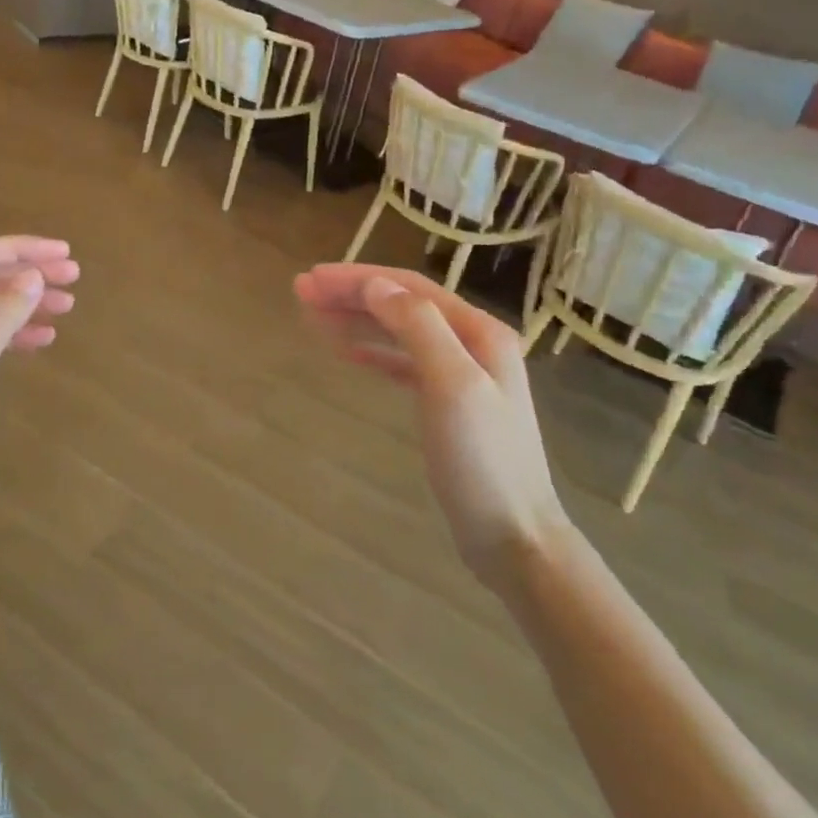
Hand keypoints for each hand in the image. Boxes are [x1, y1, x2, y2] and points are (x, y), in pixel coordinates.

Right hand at [294, 263, 568, 586]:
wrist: (515, 538)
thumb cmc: (482, 461)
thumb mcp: (453, 386)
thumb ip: (418, 328)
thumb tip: (375, 286)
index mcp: (479, 331)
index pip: (408, 288)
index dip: (357, 279)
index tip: (311, 279)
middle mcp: (473, 343)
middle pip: (402, 304)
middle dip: (352, 294)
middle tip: (302, 293)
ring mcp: (462, 374)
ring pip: (400, 331)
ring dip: (357, 319)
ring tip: (314, 316)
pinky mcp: (449, 404)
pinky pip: (403, 362)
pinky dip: (374, 351)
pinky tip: (349, 353)